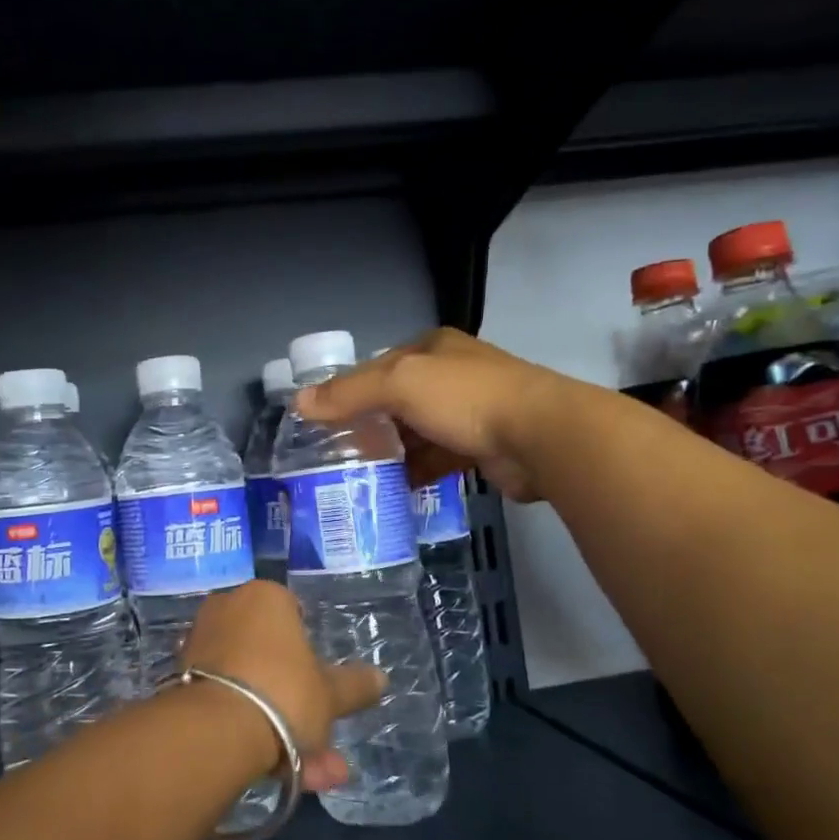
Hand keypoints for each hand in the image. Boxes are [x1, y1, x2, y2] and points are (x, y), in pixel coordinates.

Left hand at [181, 580, 383, 792]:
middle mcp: (227, 609)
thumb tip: (380, 679)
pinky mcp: (179, 680)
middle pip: (270, 657)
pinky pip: (225, 700)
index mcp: (265, 597)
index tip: (319, 686)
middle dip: (298, 705)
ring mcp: (199, 644)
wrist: (215, 731)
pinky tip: (273, 771)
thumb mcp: (330, 694)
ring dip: (280, 728)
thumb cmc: (283, 692)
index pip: (294, 614)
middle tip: (321, 747)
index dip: (310, 652)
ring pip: (249, 686)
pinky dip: (247, 730)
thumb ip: (354, 686)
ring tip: (310, 775)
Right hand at [296, 327, 562, 502]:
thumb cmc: (465, 398)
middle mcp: (450, 375)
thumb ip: (349, 393)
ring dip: (390, 453)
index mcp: (432, 348)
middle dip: (367, 426)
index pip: (378, 366)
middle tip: (334, 455)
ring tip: (354, 477)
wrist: (540, 436)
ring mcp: (467, 412)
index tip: (322, 420)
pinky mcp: (479, 447)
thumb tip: (299, 404)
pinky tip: (391, 491)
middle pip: (395, 401)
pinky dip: (415, 473)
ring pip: (415, 433)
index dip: (348, 390)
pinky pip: (436, 460)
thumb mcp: (399, 383)